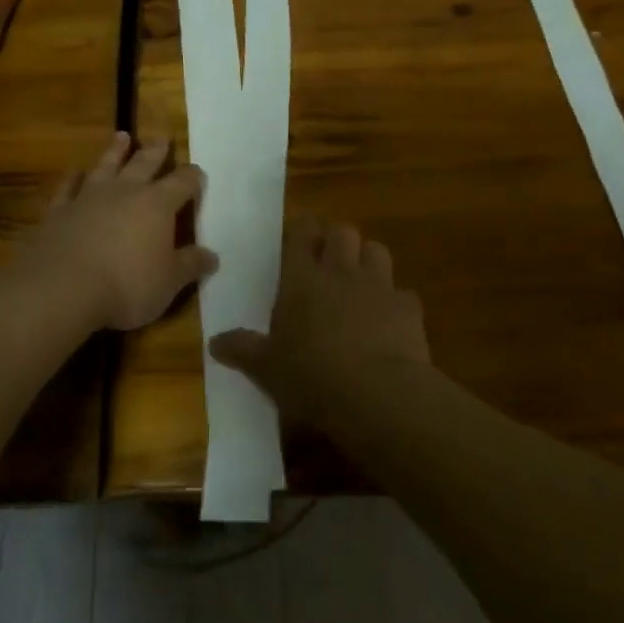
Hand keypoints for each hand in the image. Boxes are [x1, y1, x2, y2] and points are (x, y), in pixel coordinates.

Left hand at [21, 133, 217, 332]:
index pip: (182, 183)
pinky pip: (67, 188)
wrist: (63, 288)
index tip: (197, 172)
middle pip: (144, 164)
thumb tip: (212, 256)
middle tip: (161, 137)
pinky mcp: (58, 212)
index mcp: (157, 205)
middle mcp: (124, 192)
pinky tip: (74, 172)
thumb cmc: (127, 285)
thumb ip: (190, 265)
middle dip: (156, 151)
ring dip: (115, 151)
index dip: (192, 177)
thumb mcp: (169, 281)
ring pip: (105, 166)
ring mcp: (88, 198)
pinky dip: (71, 179)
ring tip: (122, 136)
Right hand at [210, 215, 429, 421]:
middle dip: (337, 240)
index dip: (302, 229)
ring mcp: (379, 286)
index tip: (300, 235)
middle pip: (343, 232)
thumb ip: (242, 349)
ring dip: (368, 260)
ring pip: (377, 250)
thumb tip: (214, 342)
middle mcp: (341, 272)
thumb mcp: (266, 368)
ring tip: (360, 281)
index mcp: (302, 279)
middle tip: (328, 260)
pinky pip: (403, 294)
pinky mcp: (409, 309)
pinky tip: (390, 322)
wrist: (377, 393)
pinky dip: (396, 303)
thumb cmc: (311, 375)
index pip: (302, 233)